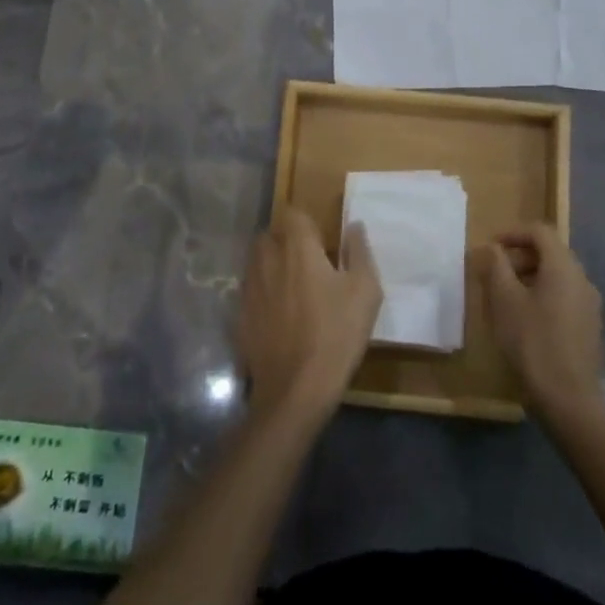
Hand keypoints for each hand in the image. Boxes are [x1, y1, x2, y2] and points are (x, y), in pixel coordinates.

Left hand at [237, 207, 382, 425]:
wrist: (295, 391)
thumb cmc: (336, 335)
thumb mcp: (365, 292)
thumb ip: (360, 251)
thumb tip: (354, 226)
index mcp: (297, 247)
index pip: (293, 213)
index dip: (306, 223)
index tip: (322, 241)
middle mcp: (267, 259)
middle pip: (270, 234)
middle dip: (285, 241)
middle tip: (308, 263)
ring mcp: (249, 287)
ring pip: (256, 261)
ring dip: (271, 265)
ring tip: (291, 287)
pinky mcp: (239, 315)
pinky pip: (249, 291)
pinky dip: (261, 294)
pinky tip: (277, 316)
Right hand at [477, 224, 603, 420]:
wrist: (568, 399)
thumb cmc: (532, 341)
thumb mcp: (504, 299)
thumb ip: (496, 266)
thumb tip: (492, 248)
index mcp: (563, 267)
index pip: (539, 232)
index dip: (512, 233)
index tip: (491, 247)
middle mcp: (582, 279)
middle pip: (550, 253)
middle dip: (520, 256)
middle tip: (495, 272)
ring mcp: (589, 305)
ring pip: (557, 277)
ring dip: (530, 277)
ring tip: (506, 297)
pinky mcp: (590, 327)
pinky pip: (564, 297)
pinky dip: (543, 296)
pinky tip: (525, 320)